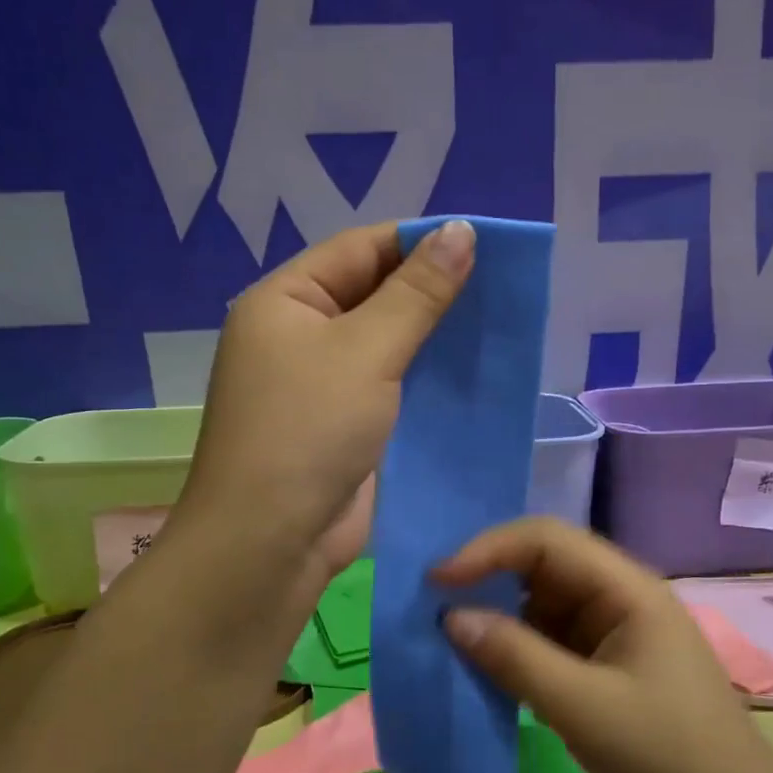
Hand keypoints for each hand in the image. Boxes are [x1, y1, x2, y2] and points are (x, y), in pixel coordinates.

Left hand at [172, 219, 473, 603]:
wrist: (271, 541)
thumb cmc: (309, 431)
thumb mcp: (366, 351)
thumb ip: (417, 294)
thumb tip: (461, 231)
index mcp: (285, 301)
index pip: (360, 250)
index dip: (420, 242)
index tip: (483, 245)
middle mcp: (298, 337)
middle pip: (373, 296)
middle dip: (431, 292)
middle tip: (500, 288)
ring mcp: (320, 387)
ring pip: (386, 346)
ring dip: (433, 339)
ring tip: (496, 326)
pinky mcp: (343, 428)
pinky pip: (390, 390)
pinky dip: (425, 382)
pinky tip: (471, 376)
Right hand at [435, 516, 772, 772]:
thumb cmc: (665, 754)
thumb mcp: (582, 706)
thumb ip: (514, 657)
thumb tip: (450, 617)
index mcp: (625, 587)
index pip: (545, 539)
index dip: (487, 550)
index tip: (437, 581)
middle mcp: (618, 594)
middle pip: (542, 563)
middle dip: (488, 577)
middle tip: (433, 604)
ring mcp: (613, 628)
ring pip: (542, 601)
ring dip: (498, 614)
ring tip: (449, 635)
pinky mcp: (606, 660)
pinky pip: (550, 636)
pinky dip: (516, 645)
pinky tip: (487, 664)